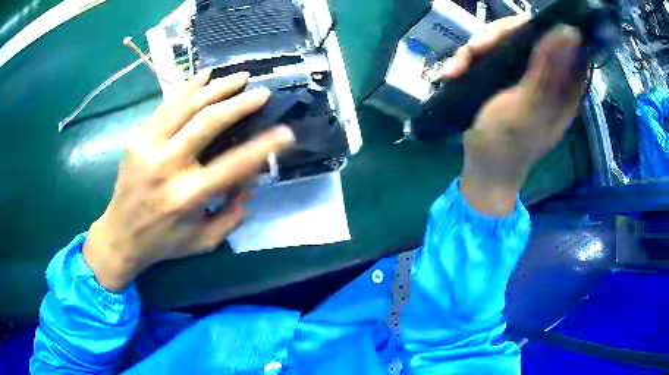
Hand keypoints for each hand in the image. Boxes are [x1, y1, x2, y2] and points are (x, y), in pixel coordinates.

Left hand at [83, 69, 294, 290]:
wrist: (120, 234)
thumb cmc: (165, 242)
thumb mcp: (205, 241)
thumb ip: (232, 215)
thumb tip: (251, 182)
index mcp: (187, 197)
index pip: (234, 164)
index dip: (264, 146)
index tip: (286, 132)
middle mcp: (167, 166)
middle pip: (207, 122)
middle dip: (239, 103)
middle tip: (262, 92)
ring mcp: (147, 146)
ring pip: (186, 105)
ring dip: (216, 87)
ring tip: (239, 77)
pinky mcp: (137, 137)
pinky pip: (166, 105)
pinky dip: (188, 87)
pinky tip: (205, 75)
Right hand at [444, 21, 586, 215]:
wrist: (483, 169)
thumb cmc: (506, 145)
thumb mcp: (528, 106)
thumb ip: (548, 69)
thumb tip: (568, 31)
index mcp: (564, 88)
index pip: (561, 41)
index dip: (538, 29)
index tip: (513, 35)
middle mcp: (548, 77)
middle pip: (527, 34)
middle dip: (497, 38)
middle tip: (476, 50)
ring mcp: (526, 76)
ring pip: (505, 41)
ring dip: (477, 50)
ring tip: (456, 69)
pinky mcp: (507, 78)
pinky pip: (490, 55)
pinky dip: (470, 61)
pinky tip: (454, 73)